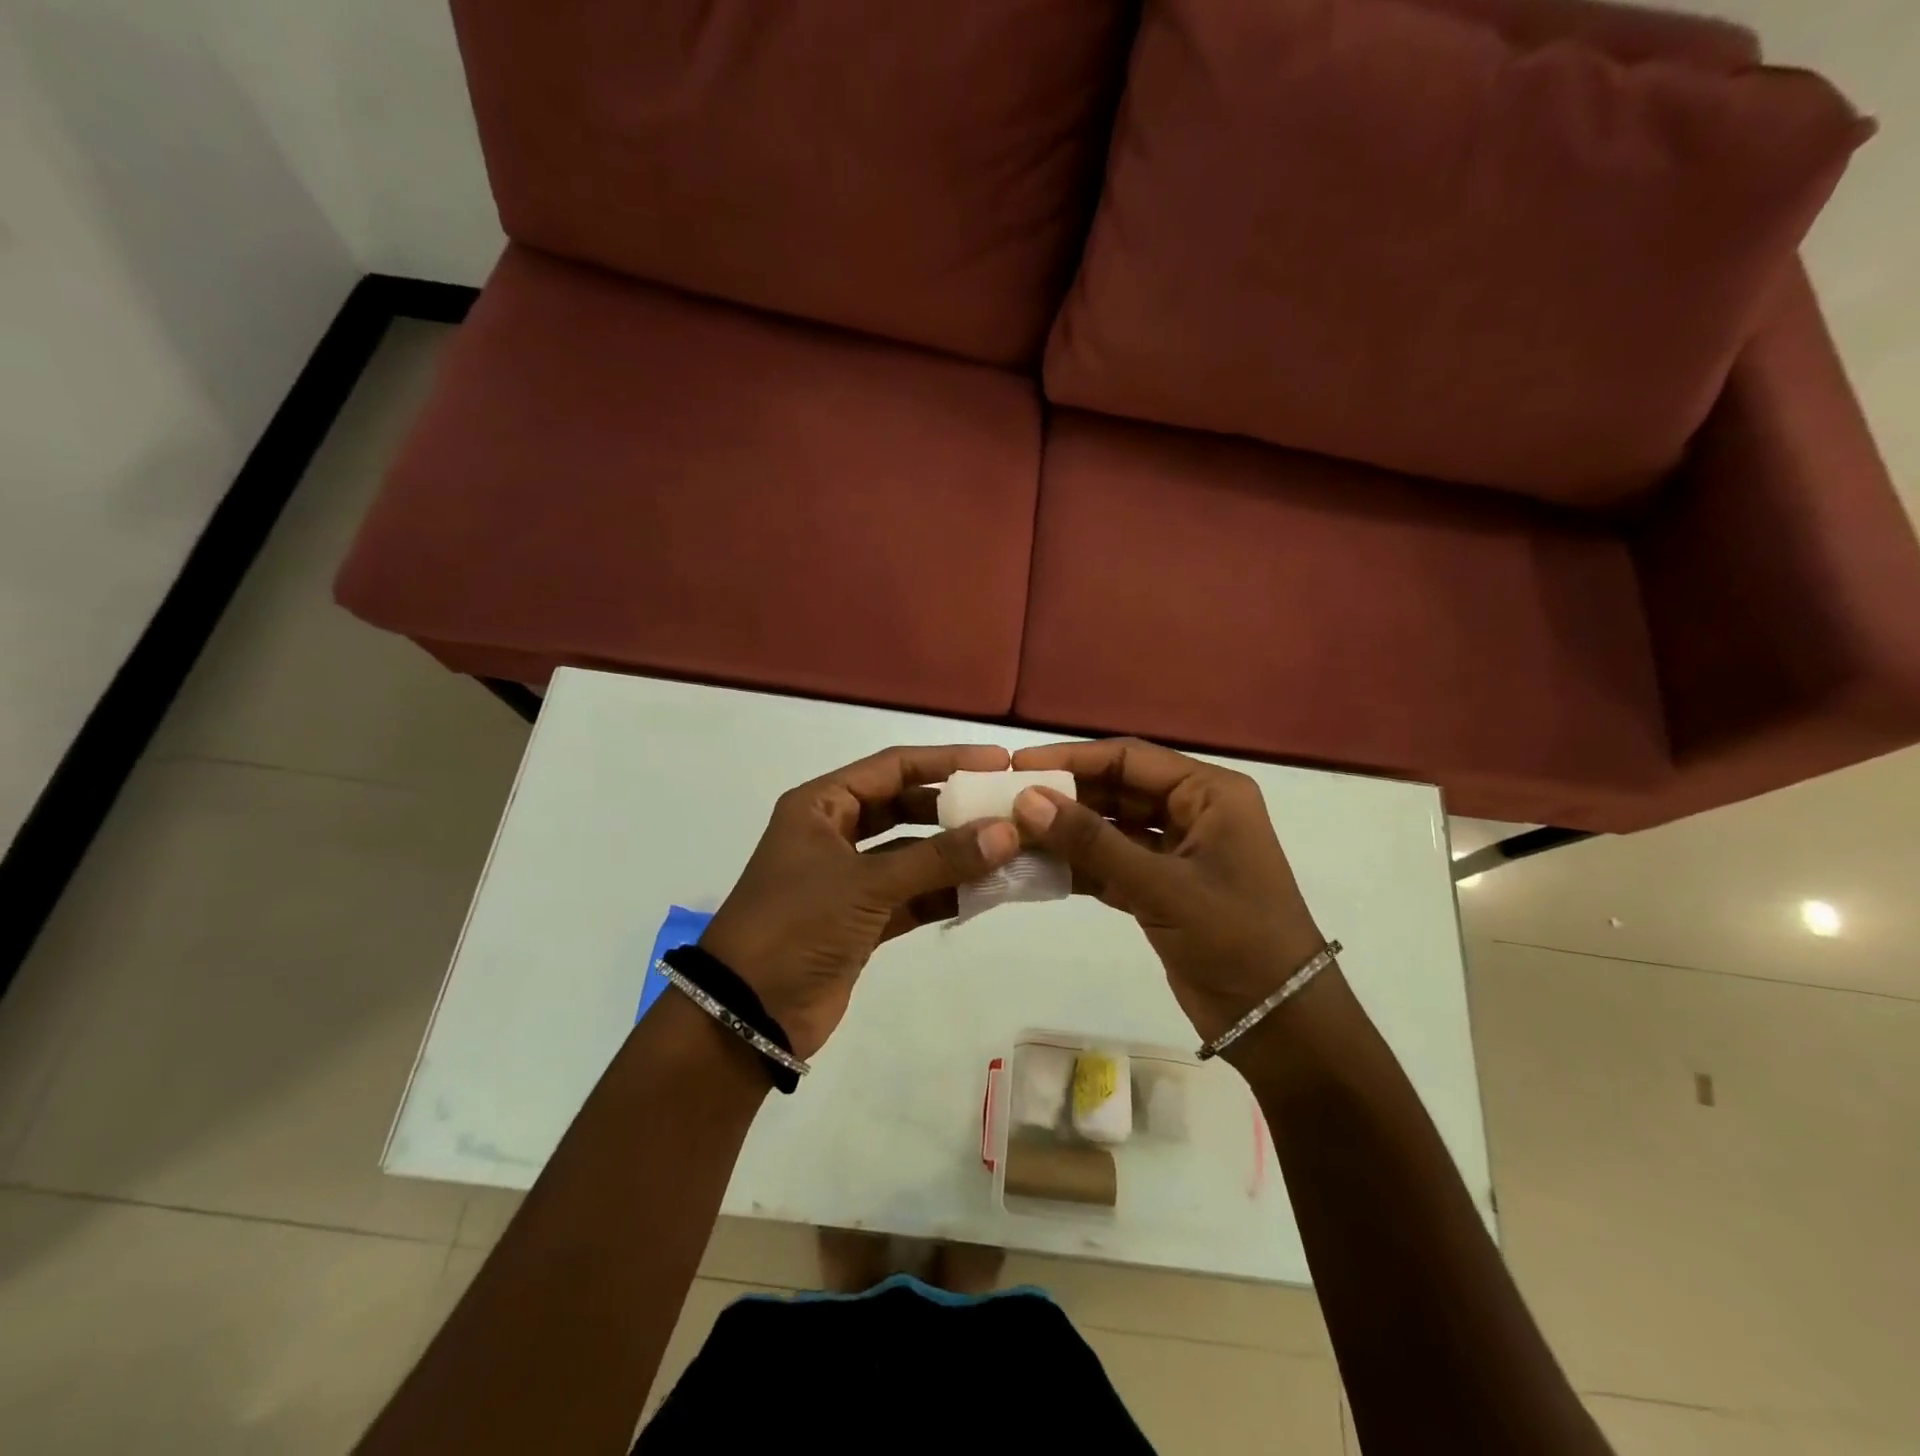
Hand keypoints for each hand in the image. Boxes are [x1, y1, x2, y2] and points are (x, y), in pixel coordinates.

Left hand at [701, 745, 1019, 1058]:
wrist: (749, 1014)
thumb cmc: (796, 926)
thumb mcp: (866, 884)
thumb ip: (938, 858)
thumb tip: (1007, 832)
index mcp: (822, 806)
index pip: (893, 766)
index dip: (945, 761)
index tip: (997, 762)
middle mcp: (835, 833)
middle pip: (906, 806)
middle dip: (954, 809)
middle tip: (1009, 809)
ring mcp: (849, 878)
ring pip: (913, 853)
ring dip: (956, 854)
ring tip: (1010, 850)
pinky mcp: (862, 919)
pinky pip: (913, 894)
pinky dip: (945, 892)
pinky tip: (987, 890)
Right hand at [1009, 738, 1326, 1052]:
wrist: (1278, 1021)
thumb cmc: (1235, 938)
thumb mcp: (1162, 885)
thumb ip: (1093, 841)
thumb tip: (1027, 800)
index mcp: (1209, 792)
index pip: (1129, 758)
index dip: (1072, 758)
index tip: (1019, 767)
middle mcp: (1193, 811)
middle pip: (1117, 789)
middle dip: (1066, 796)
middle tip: (1007, 803)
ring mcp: (1177, 851)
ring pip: (1111, 827)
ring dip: (1068, 832)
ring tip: (1013, 834)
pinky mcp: (1162, 887)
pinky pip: (1112, 863)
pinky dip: (1080, 866)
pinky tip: (1038, 868)